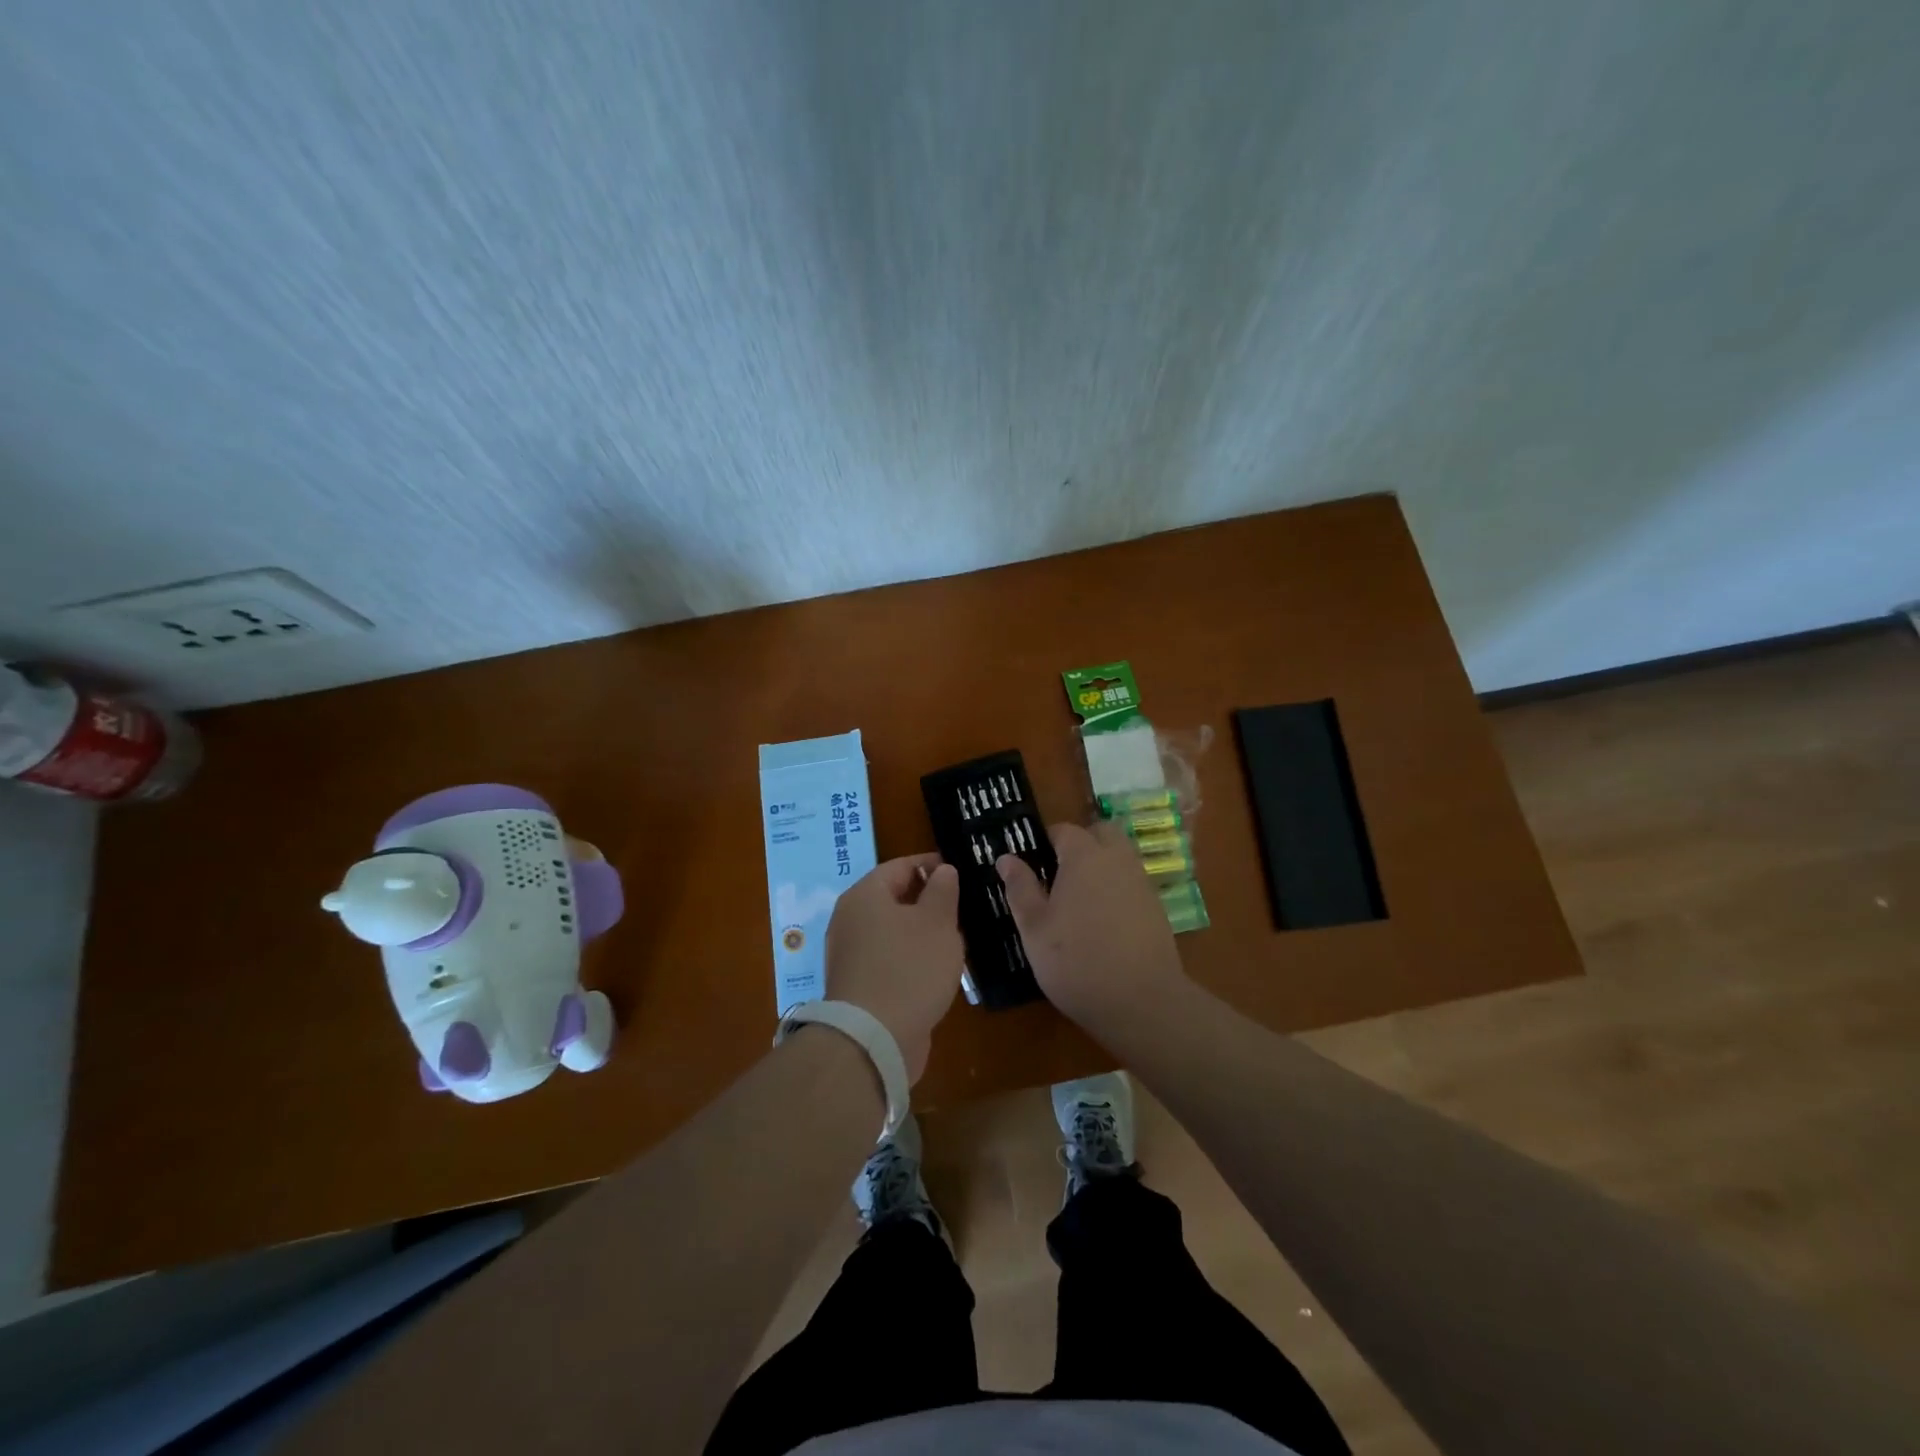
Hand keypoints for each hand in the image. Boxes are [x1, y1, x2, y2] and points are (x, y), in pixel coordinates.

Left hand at [825, 854, 962, 1080]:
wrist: (873, 1040)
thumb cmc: (909, 969)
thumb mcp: (937, 922)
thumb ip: (942, 891)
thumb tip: (942, 871)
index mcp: (865, 895)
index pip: (899, 866)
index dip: (930, 864)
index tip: (958, 869)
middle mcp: (850, 920)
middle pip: (892, 898)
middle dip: (926, 899)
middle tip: (960, 905)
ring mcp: (850, 955)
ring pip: (891, 931)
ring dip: (919, 931)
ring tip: (954, 937)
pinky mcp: (857, 985)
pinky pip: (888, 959)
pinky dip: (910, 957)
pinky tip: (934, 969)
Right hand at [997, 821, 1190, 1034]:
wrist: (1141, 1002)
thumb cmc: (1076, 961)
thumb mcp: (1034, 927)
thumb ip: (1020, 888)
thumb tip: (1006, 858)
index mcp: (1084, 857)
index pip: (1063, 830)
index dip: (1044, 842)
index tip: (1030, 865)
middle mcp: (1117, 860)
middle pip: (1100, 834)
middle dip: (1080, 844)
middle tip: (1057, 875)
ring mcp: (1141, 883)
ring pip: (1119, 857)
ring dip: (1100, 866)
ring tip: (1077, 901)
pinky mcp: (1156, 908)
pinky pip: (1131, 883)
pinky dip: (1116, 890)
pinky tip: (1102, 923)